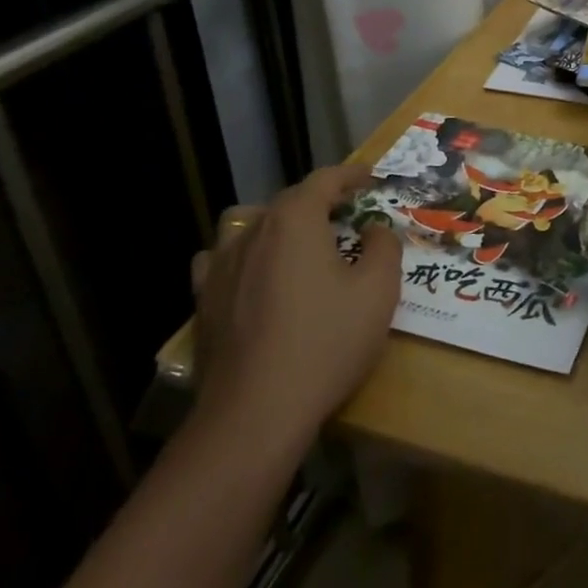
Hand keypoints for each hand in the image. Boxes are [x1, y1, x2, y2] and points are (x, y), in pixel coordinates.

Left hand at [191, 165, 401, 435]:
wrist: (255, 412)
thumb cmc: (326, 342)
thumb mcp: (378, 291)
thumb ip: (383, 246)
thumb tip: (373, 228)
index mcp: (295, 220)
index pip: (325, 180)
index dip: (351, 175)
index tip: (371, 178)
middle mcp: (253, 231)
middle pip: (289, 200)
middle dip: (320, 201)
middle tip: (347, 216)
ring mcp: (221, 266)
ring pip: (248, 224)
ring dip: (276, 224)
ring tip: (297, 244)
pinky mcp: (204, 301)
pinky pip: (220, 260)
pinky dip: (242, 257)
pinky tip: (253, 277)